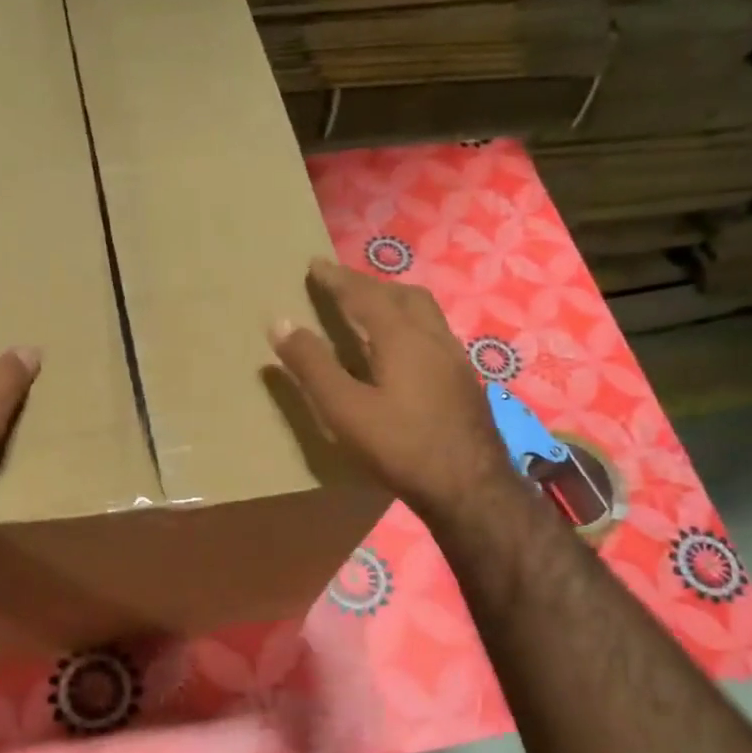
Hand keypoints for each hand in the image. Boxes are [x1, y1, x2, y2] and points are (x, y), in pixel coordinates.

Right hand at [270, 258, 515, 523]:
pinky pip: (435, 336)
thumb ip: (312, 366)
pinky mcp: (465, 383)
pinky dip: (412, 328)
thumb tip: (280, 322)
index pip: (364, 295)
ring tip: (373, 314)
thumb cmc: (401, 446)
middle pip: (403, 296)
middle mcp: (434, 337)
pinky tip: (405, 355)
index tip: (314, 265)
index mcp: (402, 337)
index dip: (336, 279)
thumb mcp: (345, 409)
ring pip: (425, 315)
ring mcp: (456, 360)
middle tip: (344, 288)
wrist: (470, 487)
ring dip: (396, 304)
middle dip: (370, 286)